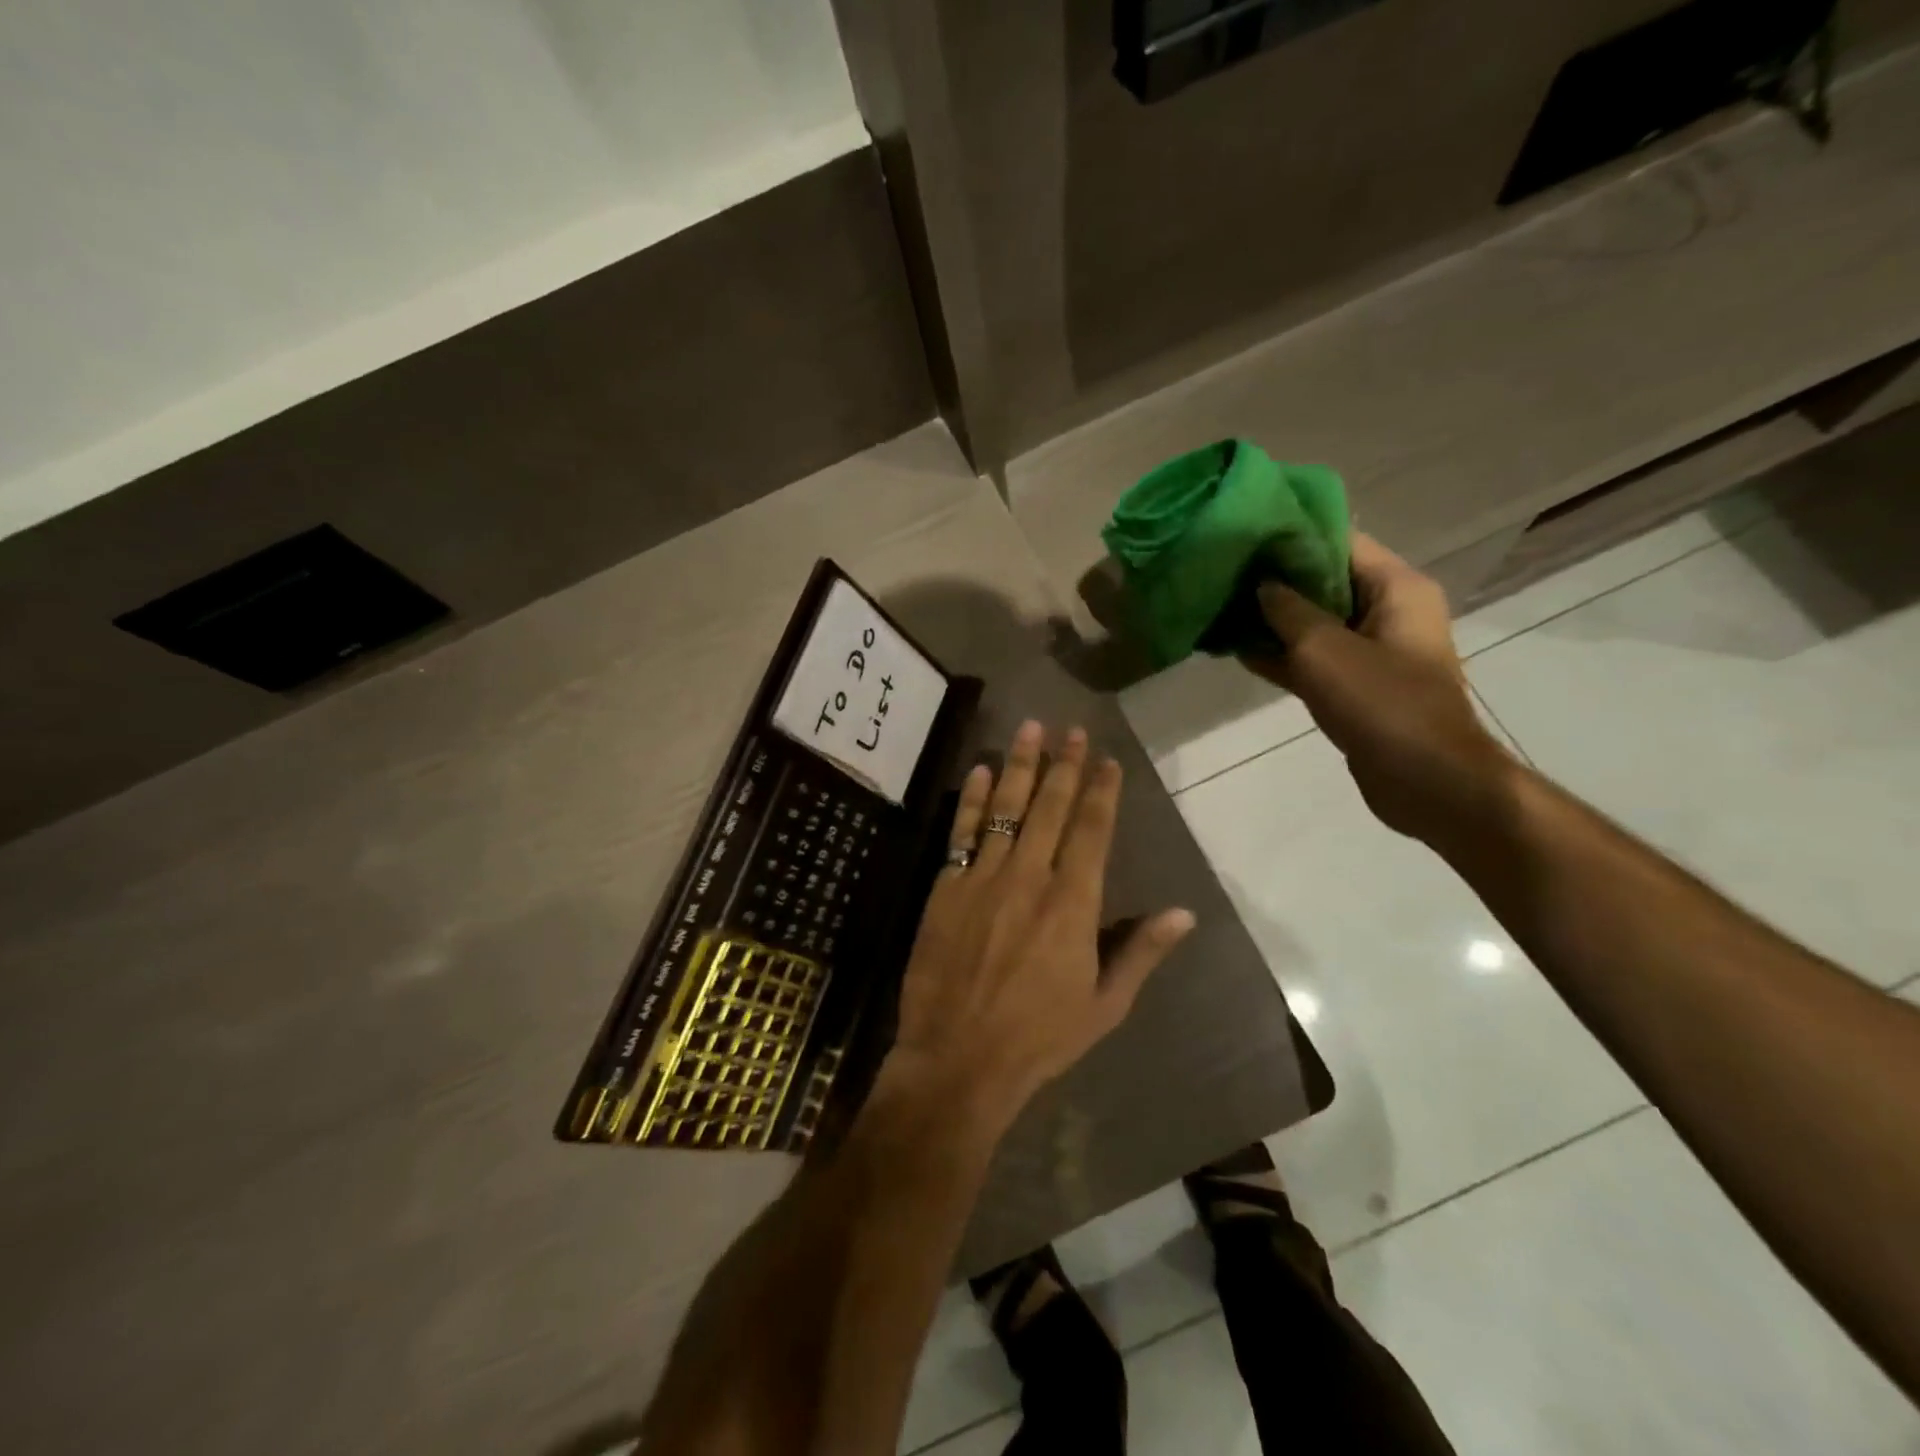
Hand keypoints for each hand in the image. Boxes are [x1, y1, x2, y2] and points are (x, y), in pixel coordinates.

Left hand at [882, 721, 1195, 1127]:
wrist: (958, 1058)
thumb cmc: (1039, 1037)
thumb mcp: (1104, 1004)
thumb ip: (1141, 951)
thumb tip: (1185, 912)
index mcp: (1073, 904)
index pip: (1092, 832)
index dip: (1101, 792)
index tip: (1107, 760)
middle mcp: (1030, 878)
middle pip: (1050, 807)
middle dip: (1064, 764)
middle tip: (1072, 729)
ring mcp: (983, 879)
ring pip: (1006, 809)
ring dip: (1020, 765)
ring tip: (1030, 728)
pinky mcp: (946, 888)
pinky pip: (962, 833)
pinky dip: (973, 799)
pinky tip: (981, 771)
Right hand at [1244, 533, 1516, 845]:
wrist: (1427, 781)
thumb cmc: (1382, 704)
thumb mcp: (1324, 649)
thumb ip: (1287, 610)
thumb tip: (1261, 583)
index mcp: (1396, 588)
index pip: (1339, 542)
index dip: (1291, 535)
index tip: (1243, 533)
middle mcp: (1388, 612)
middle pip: (1324, 582)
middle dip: (1273, 580)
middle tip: (1221, 571)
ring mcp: (1372, 652)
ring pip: (1313, 624)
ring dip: (1271, 620)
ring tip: (1219, 607)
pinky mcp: (1356, 687)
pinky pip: (1313, 659)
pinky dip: (1280, 655)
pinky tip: (1235, 650)